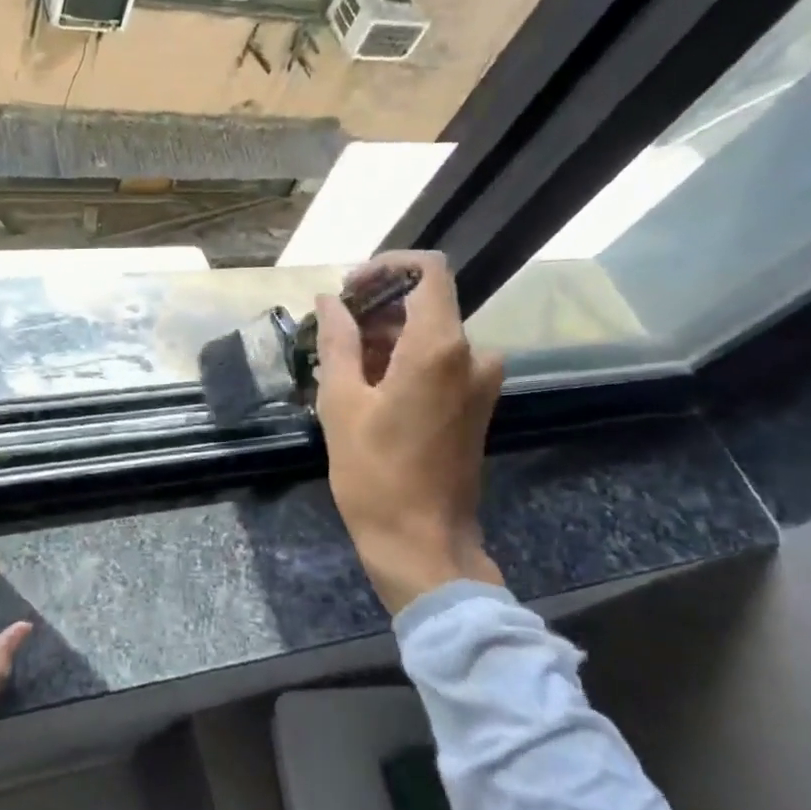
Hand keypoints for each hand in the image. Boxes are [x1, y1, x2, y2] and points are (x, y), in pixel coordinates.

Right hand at [313, 250, 505, 614]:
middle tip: (331, 334)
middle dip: (376, 309)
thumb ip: (337, 342)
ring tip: (341, 367)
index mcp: (441, 346)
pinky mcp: (476, 405)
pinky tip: (367, 389)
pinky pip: (440, 363)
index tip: (348, 289)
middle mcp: (473, 354)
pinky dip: (405, 362)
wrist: (422, 542)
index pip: (428, 270)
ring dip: (386, 339)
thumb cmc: (375, 474)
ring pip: (430, 335)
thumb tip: (330, 301)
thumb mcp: (341, 404)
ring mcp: (480, 382)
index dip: (386, 267)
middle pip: (426, 303)